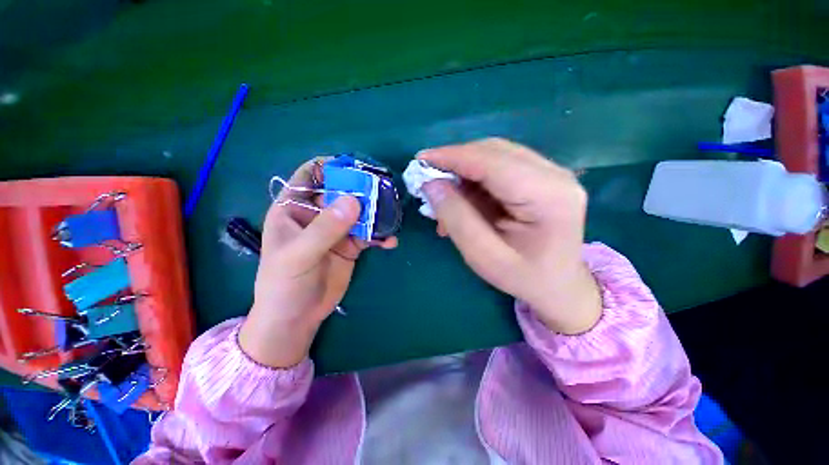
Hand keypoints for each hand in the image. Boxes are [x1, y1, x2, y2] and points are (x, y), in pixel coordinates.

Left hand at [239, 159, 396, 367]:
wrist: (297, 317)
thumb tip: (354, 201)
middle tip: (384, 191)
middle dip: (362, 190)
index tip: (356, 167)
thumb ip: (325, 228)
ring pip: (359, 213)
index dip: (331, 166)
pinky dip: (380, 235)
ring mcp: (336, 230)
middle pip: (342, 192)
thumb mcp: (300, 254)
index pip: (310, 175)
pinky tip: (389, 241)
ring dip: (376, 213)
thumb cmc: (285, 284)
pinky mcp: (351, 245)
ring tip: (391, 217)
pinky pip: (369, 234)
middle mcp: (317, 215)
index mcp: (294, 208)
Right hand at [420, 138, 600, 334]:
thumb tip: (432, 184)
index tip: (420, 160)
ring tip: (444, 196)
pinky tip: (462, 198)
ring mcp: (552, 172)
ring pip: (495, 155)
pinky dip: (474, 178)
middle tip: (429, 181)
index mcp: (549, 196)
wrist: (560, 285)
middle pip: (494, 152)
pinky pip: (499, 165)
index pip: (492, 162)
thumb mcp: (483, 256)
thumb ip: (457, 218)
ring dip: (463, 171)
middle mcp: (556, 174)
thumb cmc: (523, 277)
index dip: (453, 157)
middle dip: (456, 162)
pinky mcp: (541, 176)